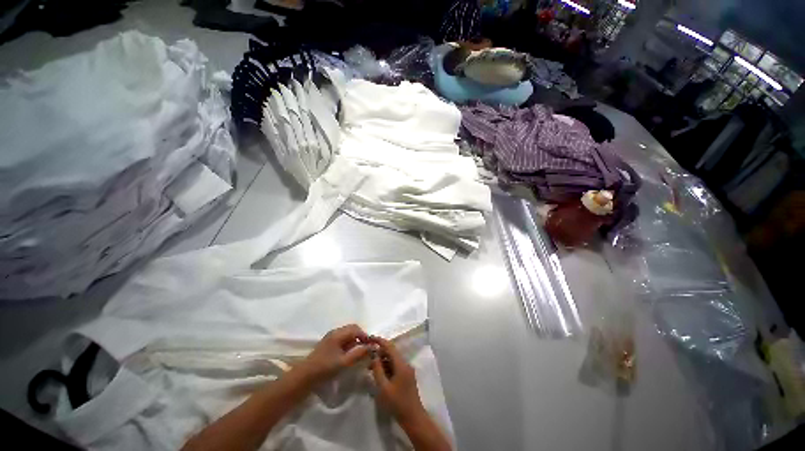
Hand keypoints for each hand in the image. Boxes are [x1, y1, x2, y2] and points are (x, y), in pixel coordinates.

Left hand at [295, 324, 370, 385]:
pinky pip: (343, 338)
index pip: (356, 328)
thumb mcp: (344, 362)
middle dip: (361, 337)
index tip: (371, 346)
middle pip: (352, 329)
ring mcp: (331, 337)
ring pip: (347, 334)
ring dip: (355, 340)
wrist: (305, 376)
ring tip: (359, 352)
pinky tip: (350, 353)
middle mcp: (335, 332)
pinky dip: (349, 343)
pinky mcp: (328, 343)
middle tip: (366, 348)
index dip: (365, 335)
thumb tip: (371, 347)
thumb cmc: (325, 368)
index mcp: (338, 334)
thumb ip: (359, 354)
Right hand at [368, 336, 424, 423]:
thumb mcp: (383, 387)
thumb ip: (378, 370)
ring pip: (393, 359)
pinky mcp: (406, 376)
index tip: (369, 338)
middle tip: (367, 355)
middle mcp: (405, 363)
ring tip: (370, 366)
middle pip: (392, 352)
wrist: (413, 418)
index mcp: (401, 364)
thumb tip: (374, 356)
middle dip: (379, 351)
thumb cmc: (397, 403)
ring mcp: (407, 370)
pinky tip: (378, 373)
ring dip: (382, 360)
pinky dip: (387, 367)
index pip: (390, 346)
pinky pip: (395, 366)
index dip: (380, 341)